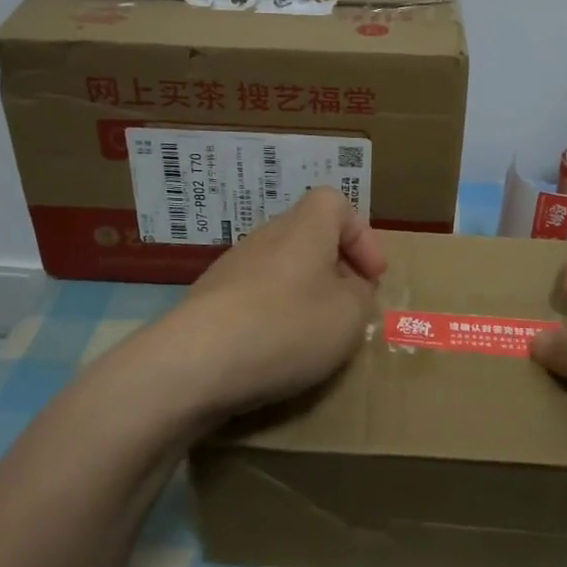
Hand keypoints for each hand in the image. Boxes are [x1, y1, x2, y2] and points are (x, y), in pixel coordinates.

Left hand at [160, 187, 384, 424]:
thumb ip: (362, 298)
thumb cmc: (286, 327)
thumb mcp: (350, 316)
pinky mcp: (210, 302)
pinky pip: (255, 298)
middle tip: (350, 307)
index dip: (361, 235)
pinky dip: (274, 318)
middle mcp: (266, 236)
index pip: (336, 203)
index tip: (373, 276)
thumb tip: (351, 292)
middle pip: (309, 237)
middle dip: (336, 269)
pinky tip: (276, 353)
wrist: (193, 363)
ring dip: (305, 296)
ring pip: (282, 270)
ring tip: (316, 337)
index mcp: (305, 227)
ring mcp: (232, 268)